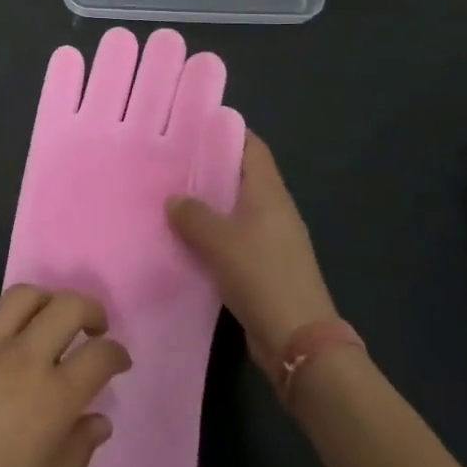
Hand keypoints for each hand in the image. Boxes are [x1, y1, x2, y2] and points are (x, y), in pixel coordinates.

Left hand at [0, 286, 130, 466]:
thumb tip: (98, 419)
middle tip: (92, 326)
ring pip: (23, 294)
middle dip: (90, 310)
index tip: (118, 360)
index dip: (116, 353)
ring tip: (46, 319)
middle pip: (67, 306)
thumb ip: (76, 453)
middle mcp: (21, 359)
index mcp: (52, 399)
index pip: (99, 355)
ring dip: (45, 302)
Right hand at [167, 132, 337, 374]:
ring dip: (207, 205)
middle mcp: (273, 210)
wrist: (297, 341)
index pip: (251, 147)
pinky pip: (232, 239)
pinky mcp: (264, 268)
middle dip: (208, 168)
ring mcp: (271, 240)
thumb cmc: (261, 276)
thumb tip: (174, 199)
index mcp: (269, 192)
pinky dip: (211, 235)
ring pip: (234, 210)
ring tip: (169, 197)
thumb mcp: (219, 240)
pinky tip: (183, 239)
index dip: (226, 132)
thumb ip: (193, 215)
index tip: (193, 126)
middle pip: (241, 177)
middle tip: (170, 161)